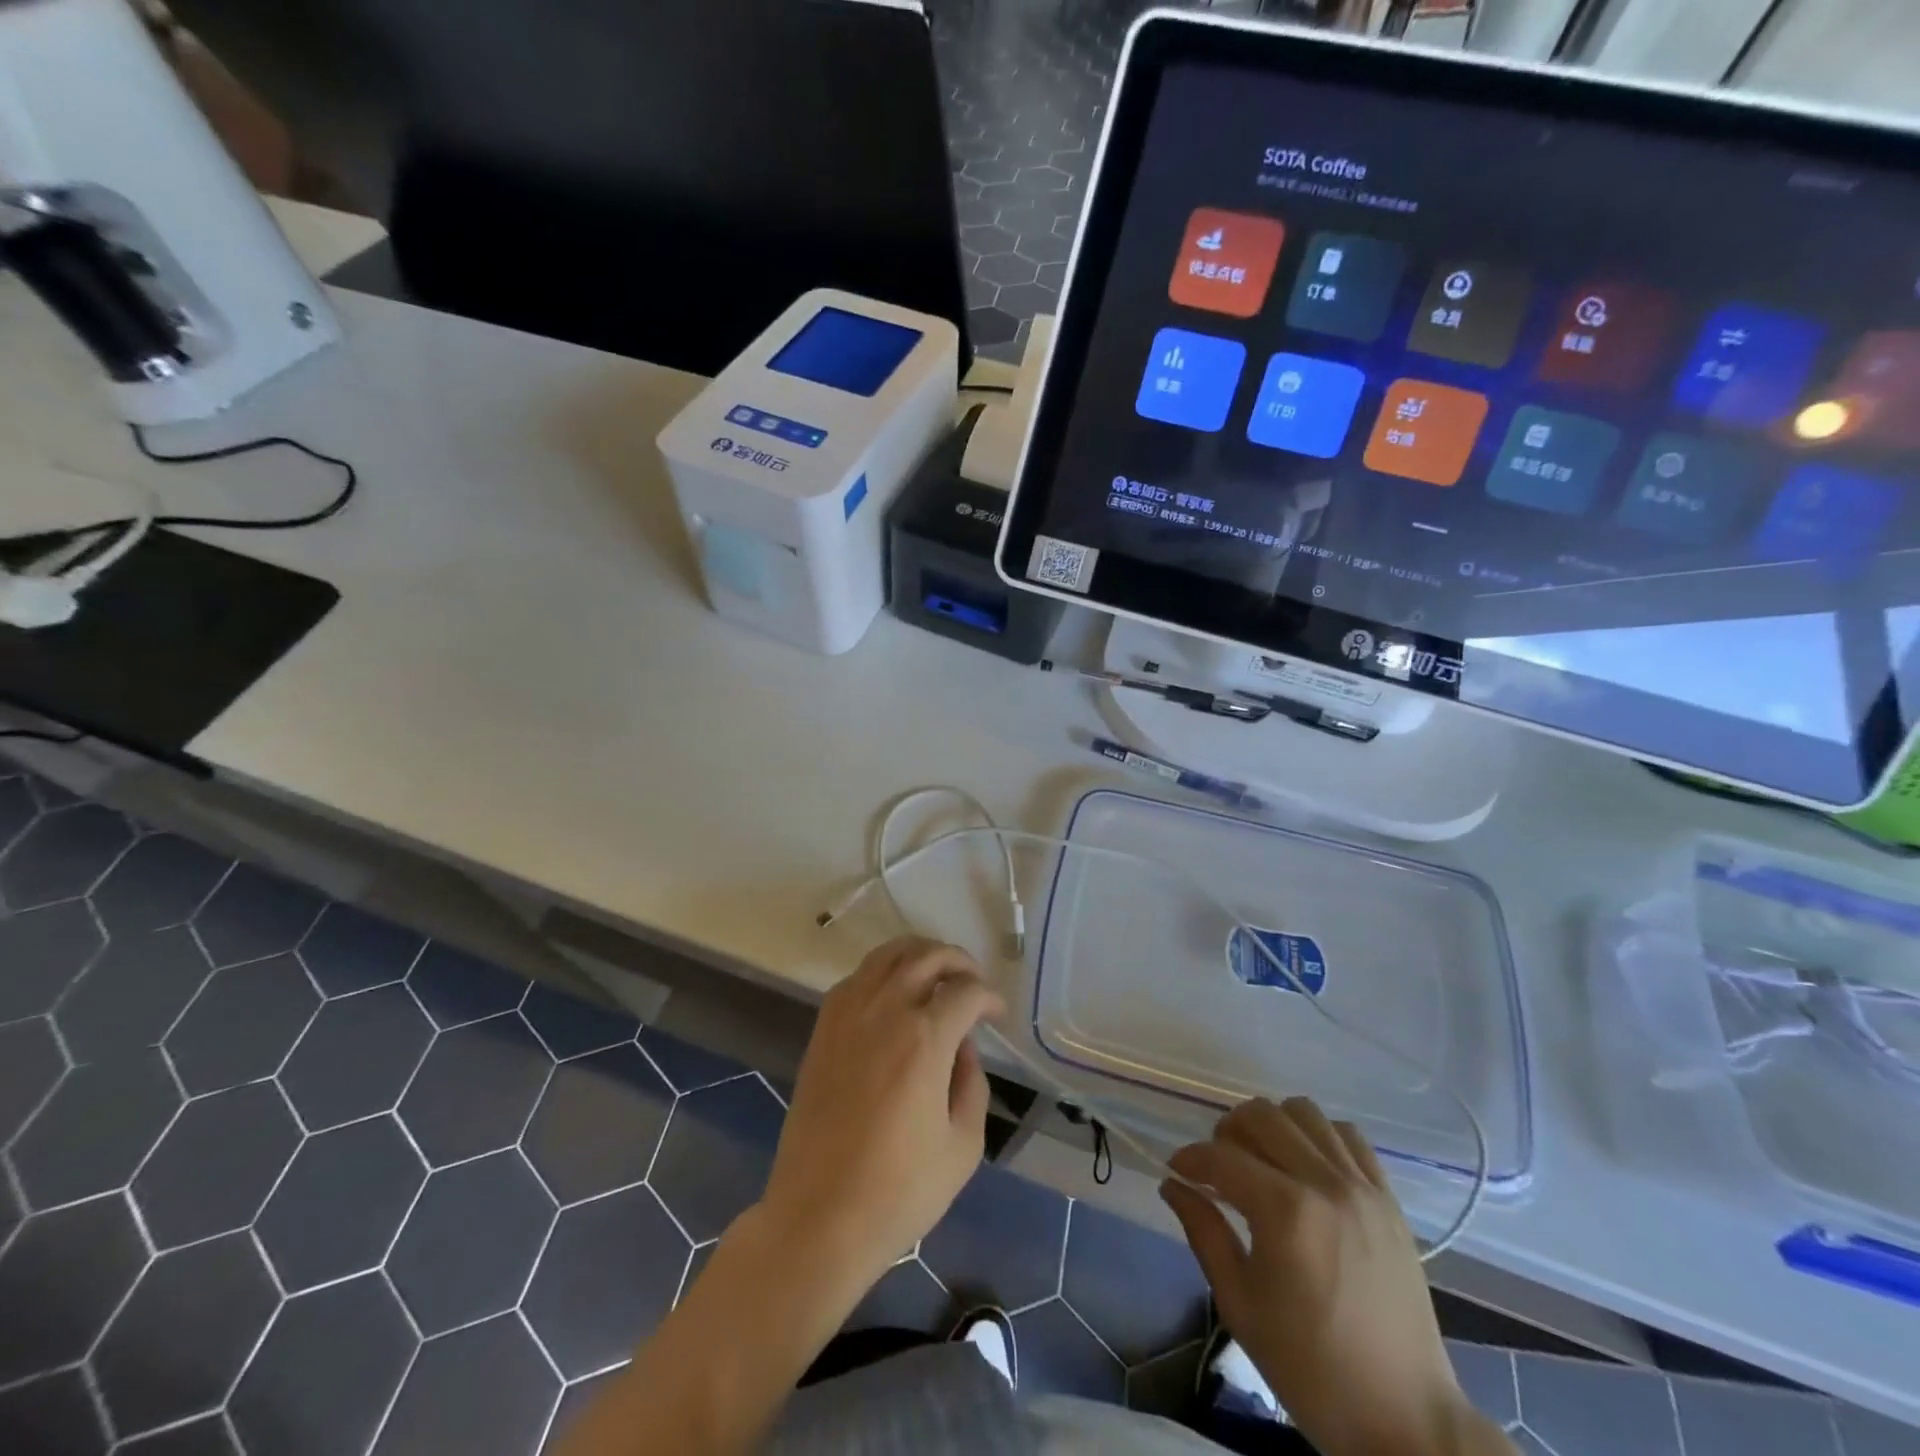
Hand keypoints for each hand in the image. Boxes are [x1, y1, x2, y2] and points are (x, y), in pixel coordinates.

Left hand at [758, 937, 1004, 1299]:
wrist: (818, 1218)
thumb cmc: (898, 1191)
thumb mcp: (963, 1146)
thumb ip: (972, 1085)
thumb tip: (964, 1049)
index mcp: (925, 1038)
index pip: (966, 992)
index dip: (989, 998)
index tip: (997, 1015)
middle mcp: (886, 1010)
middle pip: (927, 957)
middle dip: (958, 961)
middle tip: (973, 982)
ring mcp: (848, 1015)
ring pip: (888, 955)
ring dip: (919, 954)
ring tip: (937, 974)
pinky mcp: (823, 1029)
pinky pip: (857, 977)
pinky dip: (882, 971)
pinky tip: (894, 994)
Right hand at [1161, 1097, 1482, 1455]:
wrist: (1405, 1419)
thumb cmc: (1311, 1368)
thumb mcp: (1240, 1305)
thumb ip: (1204, 1232)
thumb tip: (1172, 1184)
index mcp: (1285, 1212)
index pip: (1221, 1156)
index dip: (1190, 1158)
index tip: (1177, 1171)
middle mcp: (1324, 1183)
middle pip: (1261, 1115)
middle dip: (1227, 1131)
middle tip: (1218, 1166)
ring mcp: (1362, 1186)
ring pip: (1304, 1112)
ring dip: (1273, 1125)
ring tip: (1263, 1160)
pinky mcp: (1388, 1198)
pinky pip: (1348, 1136)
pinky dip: (1319, 1136)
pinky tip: (1307, 1168)